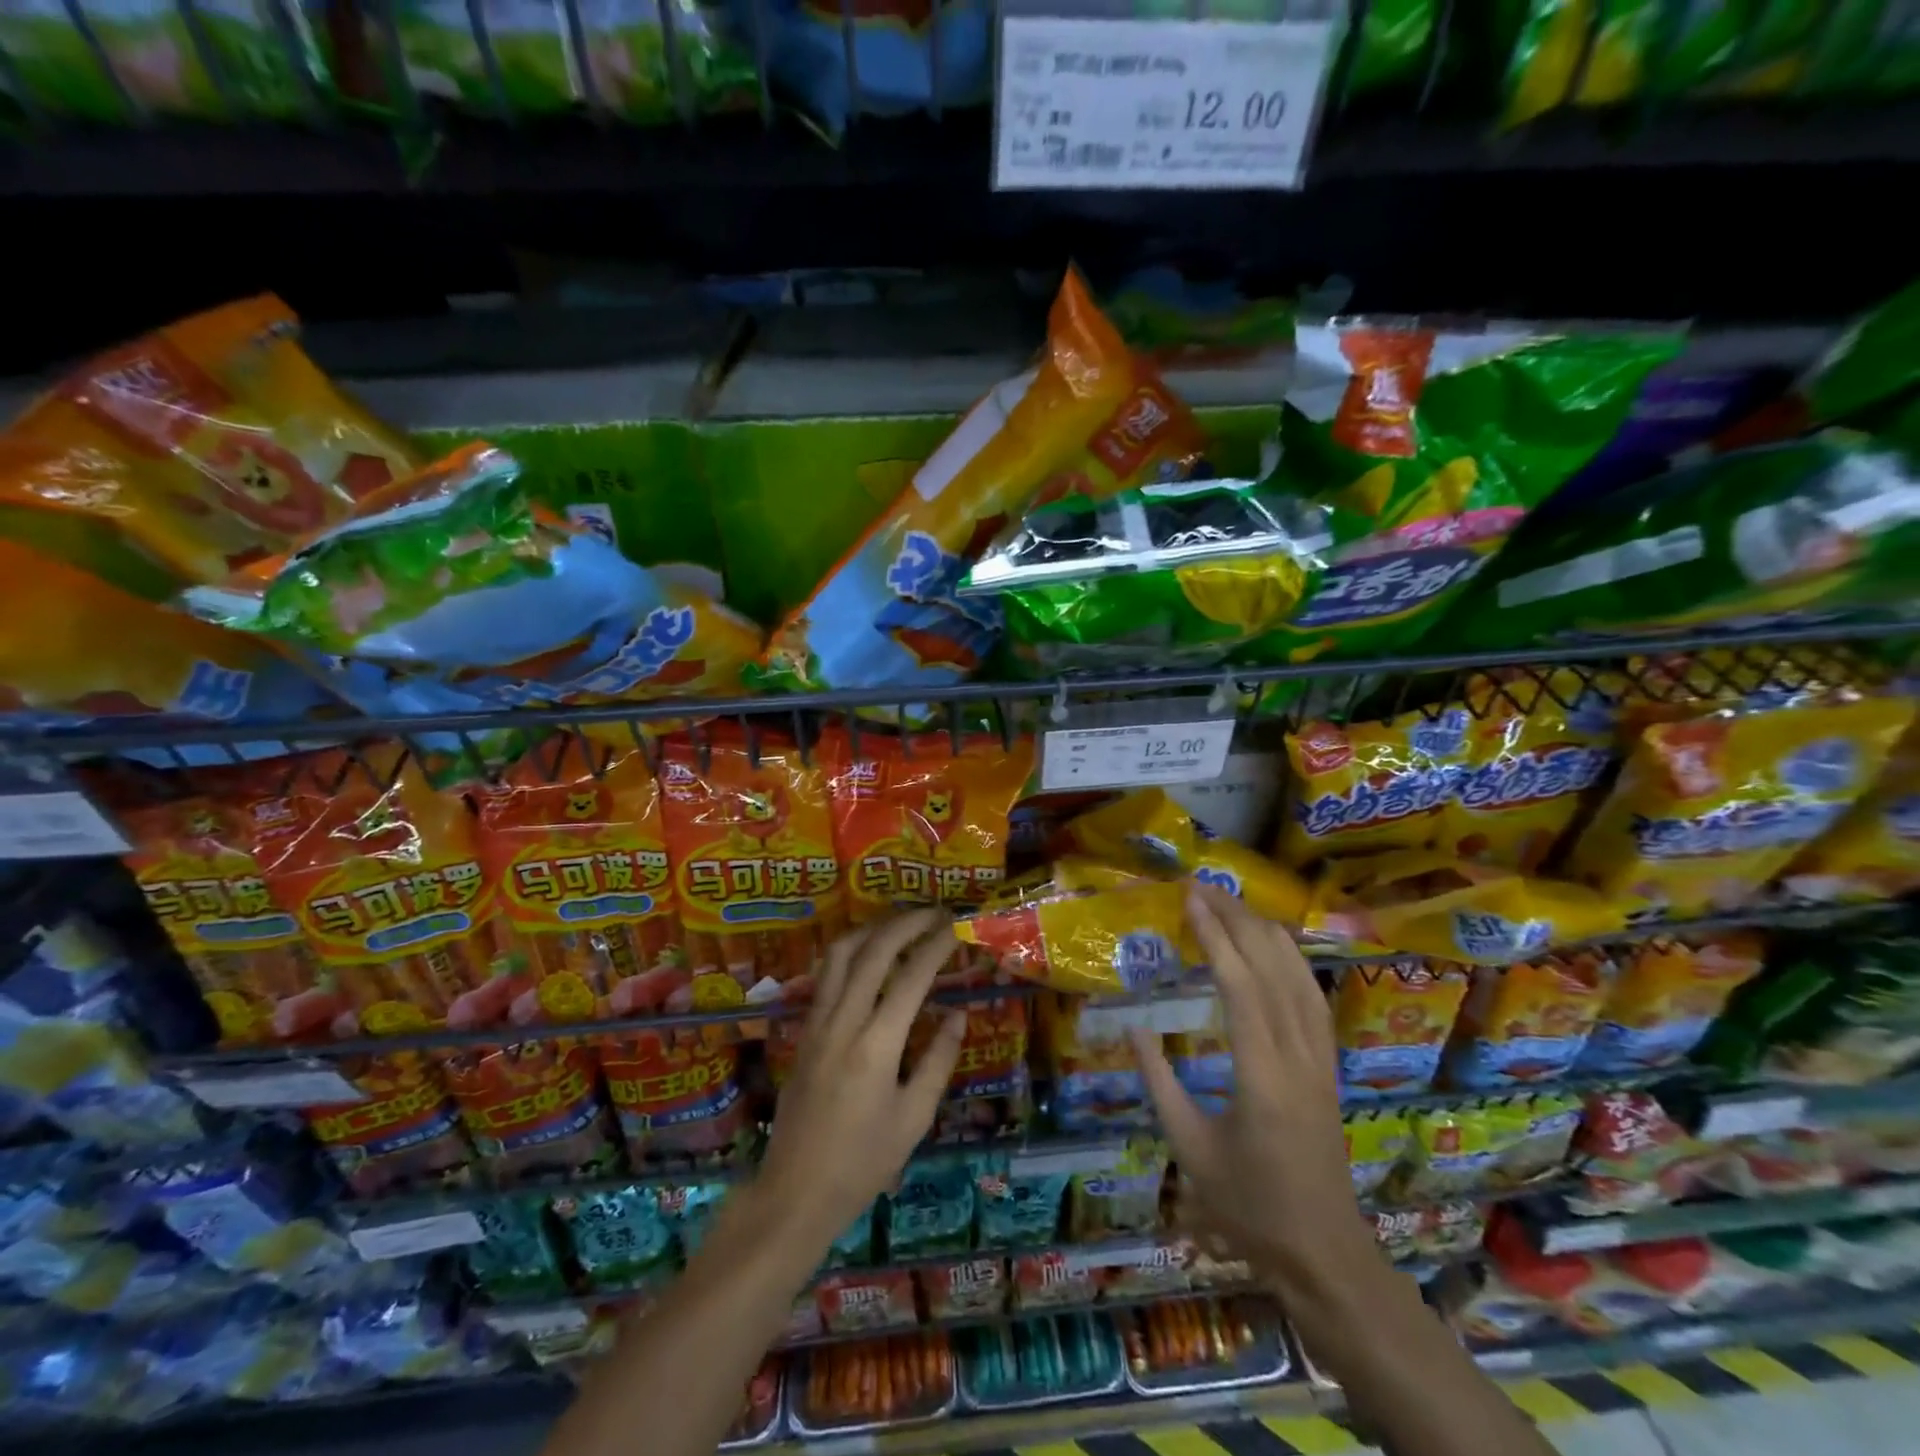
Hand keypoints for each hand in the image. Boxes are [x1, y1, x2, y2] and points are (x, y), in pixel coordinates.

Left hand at [755, 908, 967, 1246]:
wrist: (795, 1193)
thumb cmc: (863, 1163)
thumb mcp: (914, 1118)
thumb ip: (938, 1061)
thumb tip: (958, 1015)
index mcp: (876, 1045)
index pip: (912, 977)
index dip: (937, 945)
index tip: (956, 926)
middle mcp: (843, 1021)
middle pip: (873, 951)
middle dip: (907, 923)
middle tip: (935, 913)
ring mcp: (818, 1023)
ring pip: (841, 954)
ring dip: (873, 929)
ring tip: (902, 924)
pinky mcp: (805, 1030)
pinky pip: (827, 975)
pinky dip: (851, 952)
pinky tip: (868, 956)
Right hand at [1129, 883, 1365, 1281]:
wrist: (1323, 1252)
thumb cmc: (1248, 1206)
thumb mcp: (1189, 1148)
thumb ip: (1159, 1083)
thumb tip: (1133, 1028)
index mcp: (1261, 1076)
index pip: (1241, 986)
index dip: (1215, 937)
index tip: (1191, 900)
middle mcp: (1298, 1056)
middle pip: (1273, 968)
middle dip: (1238, 919)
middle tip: (1203, 888)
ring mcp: (1321, 1059)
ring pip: (1300, 977)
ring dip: (1266, 933)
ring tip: (1232, 904)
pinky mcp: (1329, 1066)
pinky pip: (1313, 998)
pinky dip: (1291, 960)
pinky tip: (1273, 946)